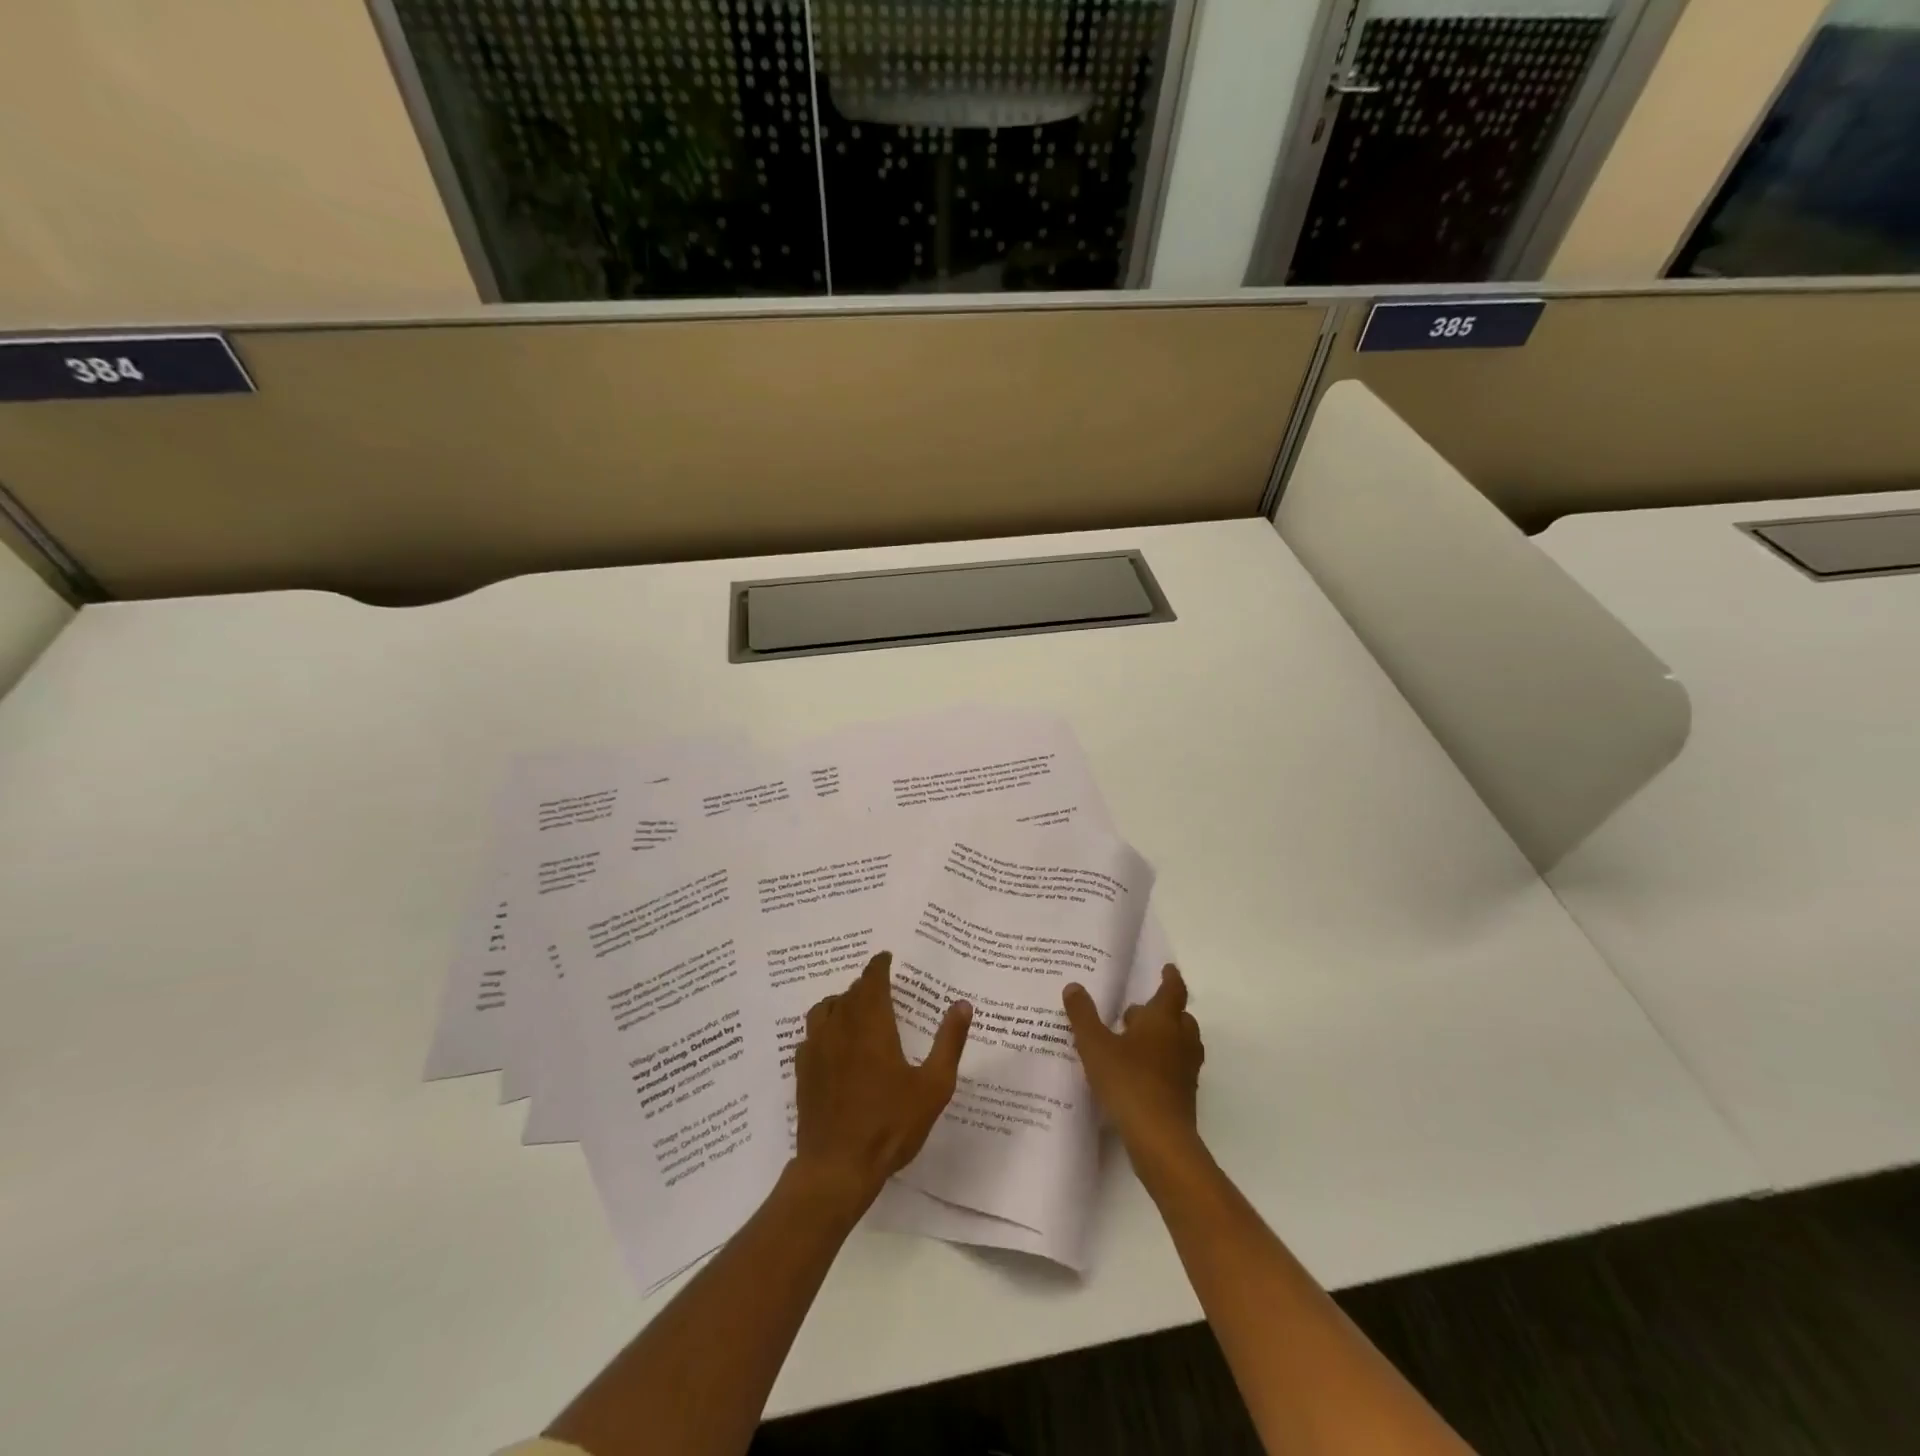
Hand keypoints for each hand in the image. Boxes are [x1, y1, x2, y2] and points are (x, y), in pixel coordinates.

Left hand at [793, 951, 971, 1214]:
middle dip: (865, 985)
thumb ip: (948, 1042)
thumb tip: (962, 1004)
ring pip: (825, 1009)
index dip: (879, 965)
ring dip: (841, 1002)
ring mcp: (816, 1049)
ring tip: (855, 1010)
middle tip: (881, 987)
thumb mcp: (933, 1086)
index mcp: (872, 1025)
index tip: (886, 958)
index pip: (872, 980)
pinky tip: (832, 1043)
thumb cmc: (890, 1124)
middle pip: (850, 992)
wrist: (838, 1167)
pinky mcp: (803, 1072)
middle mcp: (840, 1028)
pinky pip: (810, 1035)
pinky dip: (823, 1029)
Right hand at [1063, 964, 1204, 1172]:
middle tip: (1136, 1012)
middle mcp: (1180, 1040)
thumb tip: (1074, 987)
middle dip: (1162, 1011)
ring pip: (1181, 1043)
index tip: (1167, 969)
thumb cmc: (1128, 1081)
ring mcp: (1186, 1069)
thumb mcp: (1095, 1045)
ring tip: (1136, 1042)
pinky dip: (1164, 1063)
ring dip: (1164, 1038)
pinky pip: (1177, 1068)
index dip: (1170, 978)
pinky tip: (1139, 1073)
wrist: (1160, 1138)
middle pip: (1180, 1017)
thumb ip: (1083, 1015)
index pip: (1173, 990)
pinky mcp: (1185, 1095)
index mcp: (1163, 1020)